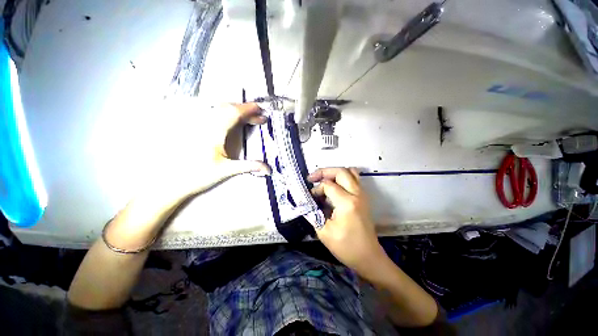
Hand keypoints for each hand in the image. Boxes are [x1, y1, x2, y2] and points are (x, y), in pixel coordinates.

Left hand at [105, 103, 271, 249]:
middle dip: (246, 110)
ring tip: (249, 118)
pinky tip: (231, 121)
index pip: (234, 113)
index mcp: (214, 131)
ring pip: (219, 110)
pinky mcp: (195, 129)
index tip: (262, 110)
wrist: (171, 182)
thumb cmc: (199, 176)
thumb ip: (249, 166)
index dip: (249, 110)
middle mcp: (205, 124)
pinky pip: (213, 115)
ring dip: (236, 111)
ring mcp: (198, 125)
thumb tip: (268, 169)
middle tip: (259, 117)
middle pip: (228, 108)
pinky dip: (227, 114)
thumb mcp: (227, 170)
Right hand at [308, 167, 387, 278]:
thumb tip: (307, 200)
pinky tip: (334, 187)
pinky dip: (342, 178)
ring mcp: (362, 194)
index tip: (310, 197)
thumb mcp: (323, 232)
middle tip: (312, 178)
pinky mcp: (363, 198)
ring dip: (334, 173)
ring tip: (323, 180)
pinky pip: (354, 179)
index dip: (316, 189)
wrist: (369, 257)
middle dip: (324, 172)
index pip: (328, 185)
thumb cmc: (346, 247)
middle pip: (341, 171)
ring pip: (350, 172)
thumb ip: (313, 212)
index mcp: (347, 202)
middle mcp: (357, 194)